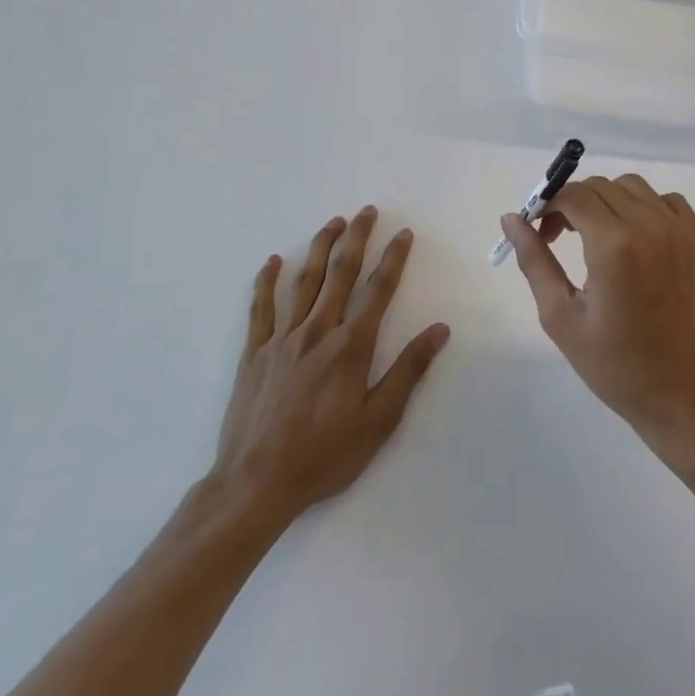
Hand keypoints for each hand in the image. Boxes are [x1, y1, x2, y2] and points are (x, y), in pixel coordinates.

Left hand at [208, 207, 448, 538]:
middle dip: (357, 239)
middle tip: (367, 211)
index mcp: (351, 346)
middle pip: (340, 274)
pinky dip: (266, 282)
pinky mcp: (254, 354)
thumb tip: (439, 330)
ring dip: (319, 248)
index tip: (403, 234)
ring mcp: (282, 340)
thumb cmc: (326, 455)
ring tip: (333, 223)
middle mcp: (317, 332)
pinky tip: (271, 262)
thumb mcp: (379, 420)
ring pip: (303, 282)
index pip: (378, 290)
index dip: (393, 259)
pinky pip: (260, 309)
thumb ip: (408, 370)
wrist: (256, 484)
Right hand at [499, 174, 694, 448]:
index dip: (549, 205)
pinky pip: (669, 203)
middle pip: (602, 187)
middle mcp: (652, 226)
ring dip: (609, 201)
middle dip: (574, 203)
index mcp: (614, 245)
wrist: (683, 395)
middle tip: (561, 237)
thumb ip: (535, 260)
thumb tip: (511, 218)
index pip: (574, 196)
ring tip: (598, 237)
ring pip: (636, 188)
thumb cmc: (615, 366)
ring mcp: (684, 231)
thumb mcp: (561, 317)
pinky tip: (636, 241)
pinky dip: (646, 208)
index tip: (540, 231)